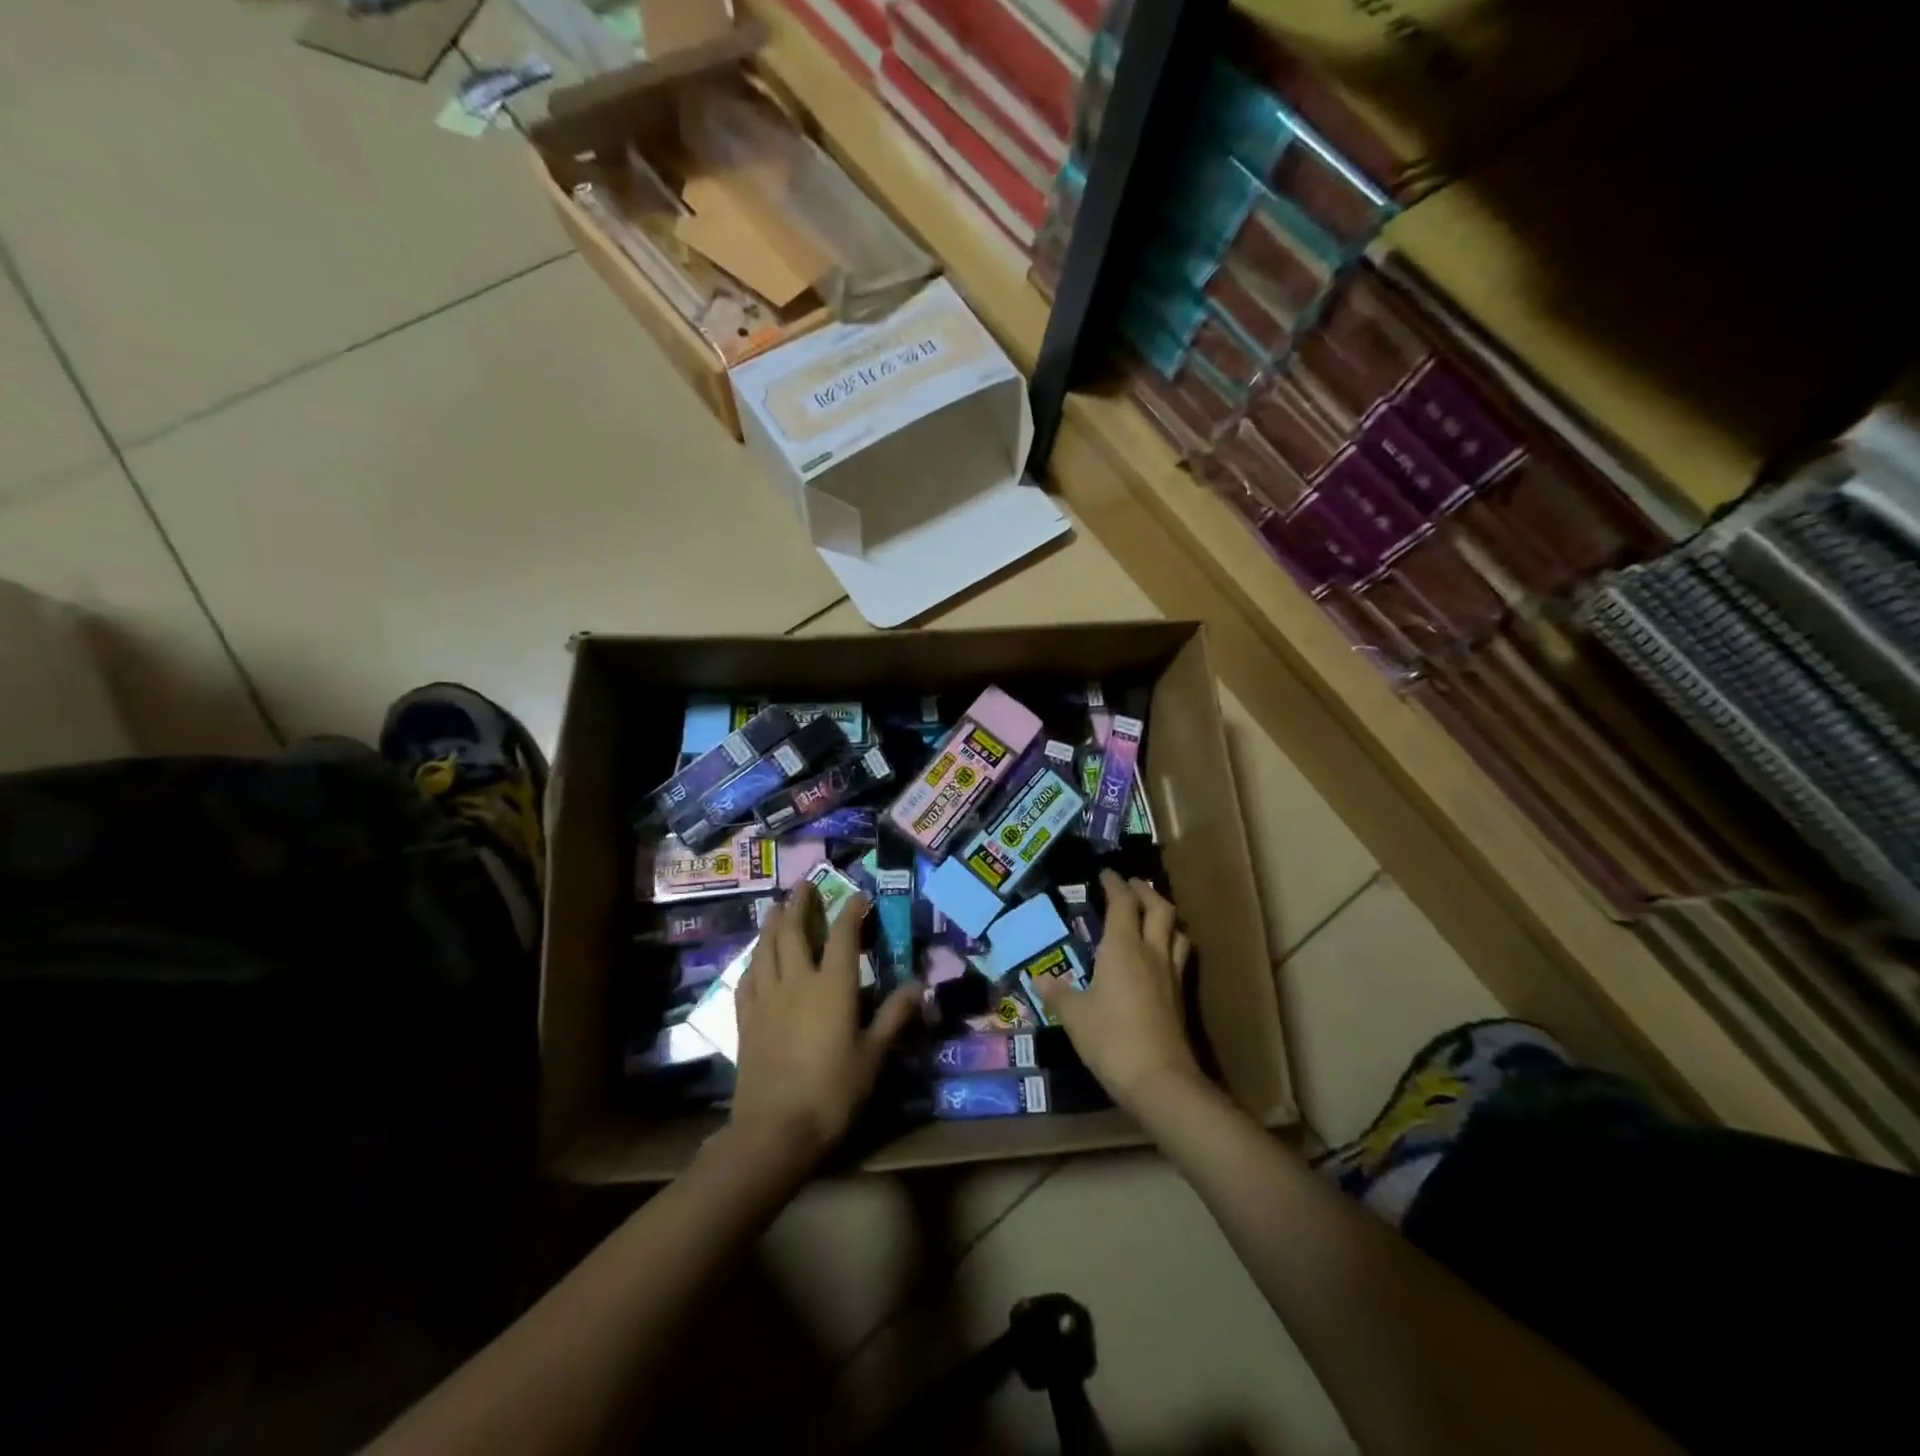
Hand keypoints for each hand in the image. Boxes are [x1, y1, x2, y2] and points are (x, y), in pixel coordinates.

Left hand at [731, 882, 920, 1164]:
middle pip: (795, 932)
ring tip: (776, 908)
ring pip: (766, 950)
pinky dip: (752, 962)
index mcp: (832, 987)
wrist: (774, 1130)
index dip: (850, 912)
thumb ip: (894, 1016)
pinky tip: (754, 961)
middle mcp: (797, 982)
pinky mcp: (746, 1020)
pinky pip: (746, 980)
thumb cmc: (833, 1092)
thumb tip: (919, 985)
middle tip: (803, 885)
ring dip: (772, 925)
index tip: (856, 895)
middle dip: (800, 905)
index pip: (843, 937)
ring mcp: (766, 999)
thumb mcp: (873, 1056)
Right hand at [1034, 870, 1198, 1110]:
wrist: (1159, 1080)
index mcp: (1122, 947)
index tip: (1106, 873)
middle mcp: (1151, 952)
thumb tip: (1039, 977)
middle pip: (1158, 908)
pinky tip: (1160, 955)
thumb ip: (1057, 993)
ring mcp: (1170, 974)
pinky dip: (1171, 942)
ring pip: (1176, 930)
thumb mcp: (1074, 1015)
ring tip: (1151, 914)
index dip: (1115, 884)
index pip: (1122, 903)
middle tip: (1132, 885)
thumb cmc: (1110, 1039)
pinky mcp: (1180, 997)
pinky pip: (1180, 956)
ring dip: (1164, 914)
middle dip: (1145, 891)